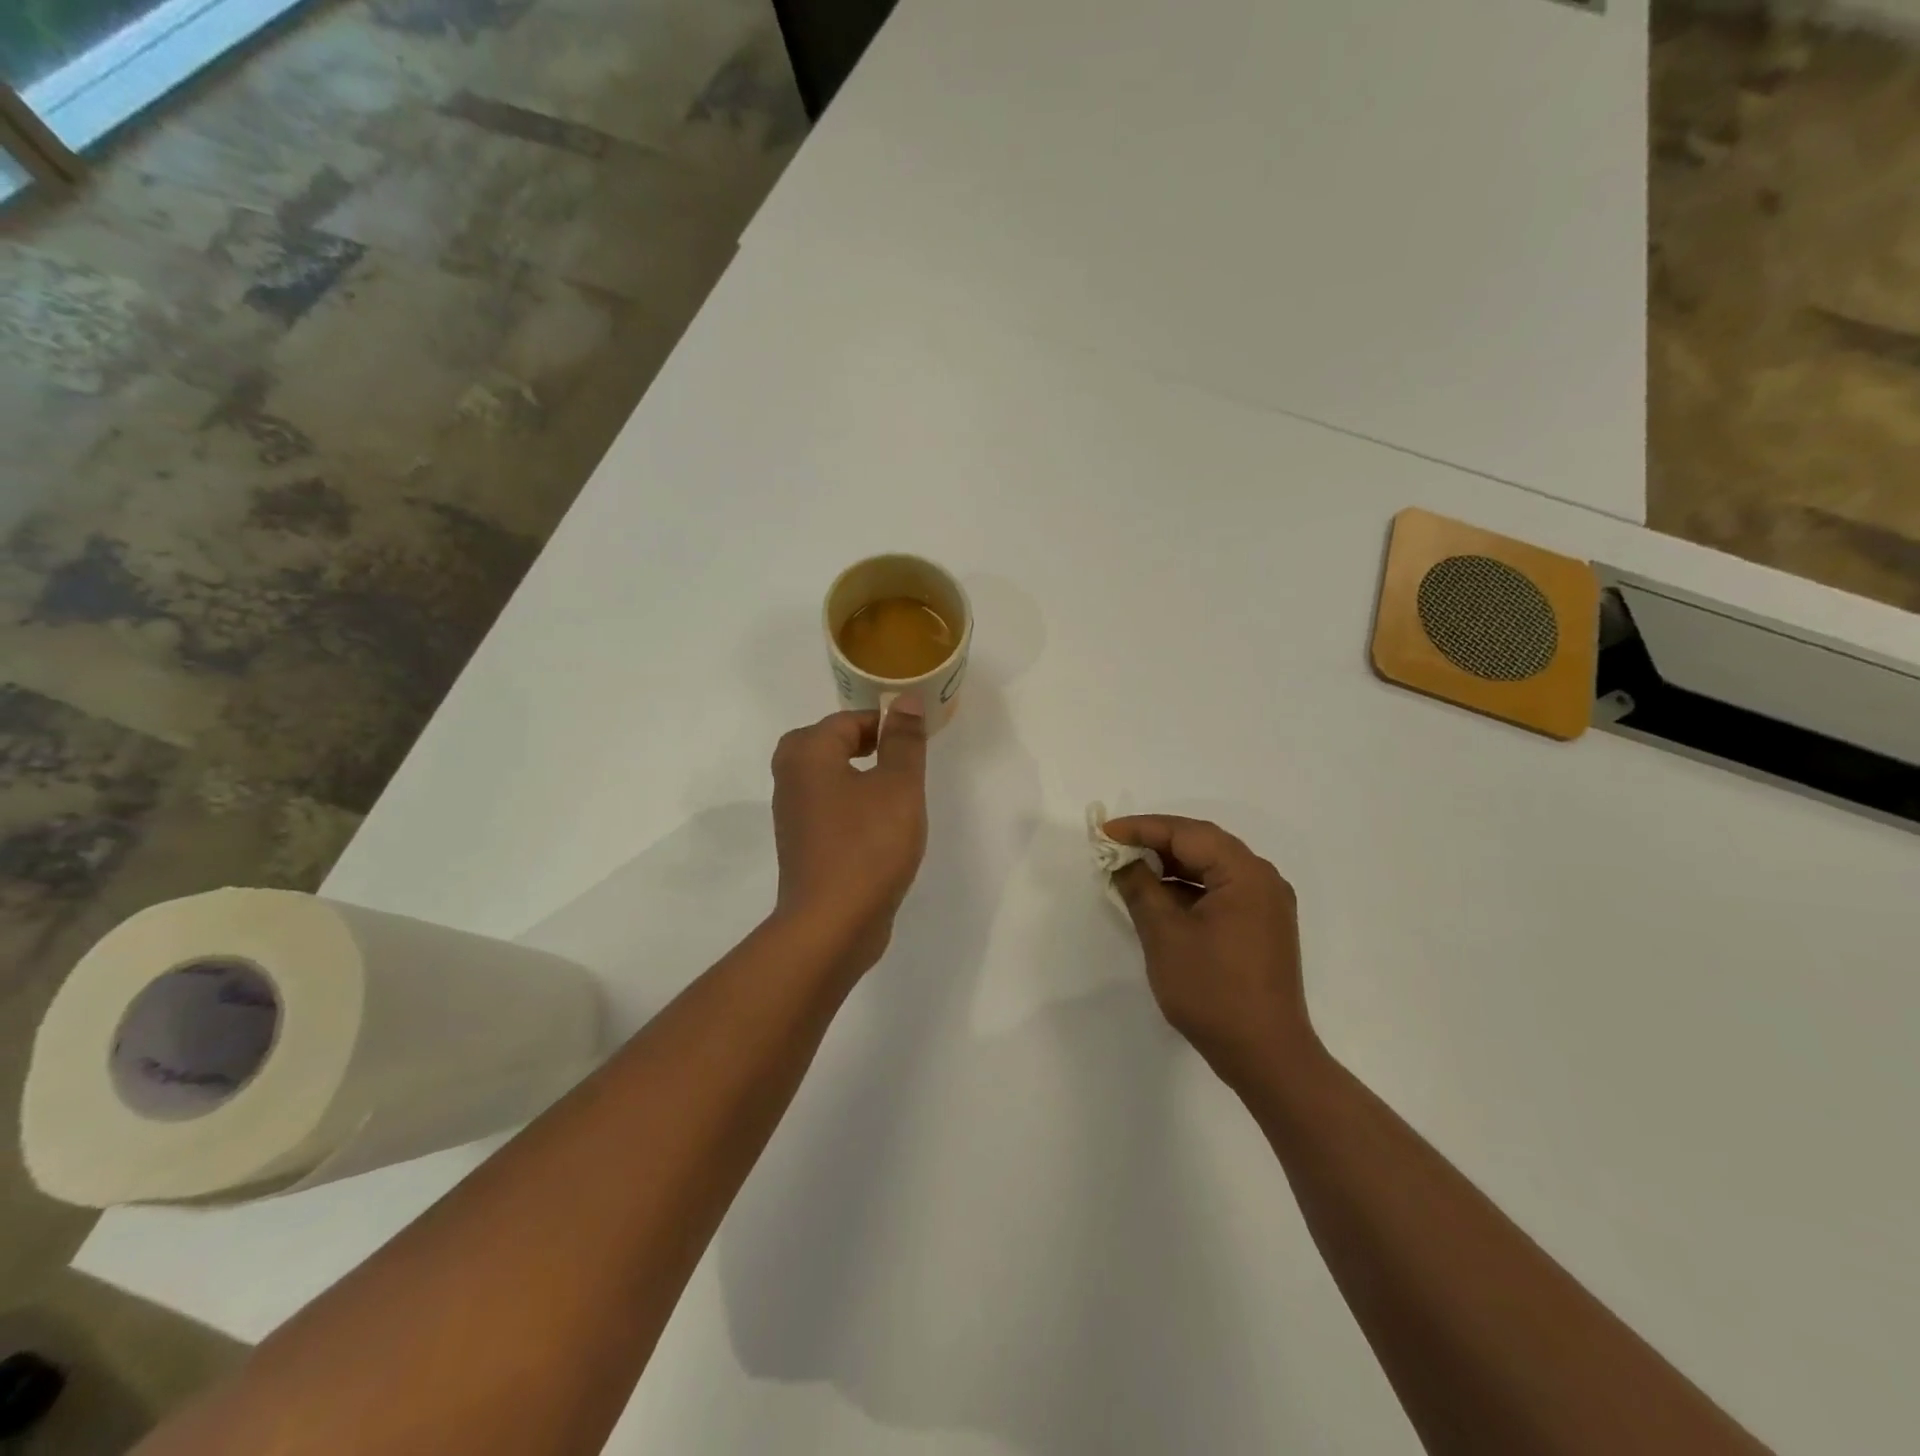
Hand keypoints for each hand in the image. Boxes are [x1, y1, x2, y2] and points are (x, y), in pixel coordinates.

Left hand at [770, 699, 929, 969]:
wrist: (832, 924)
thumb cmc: (868, 845)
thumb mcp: (899, 786)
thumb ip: (903, 740)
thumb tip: (903, 700)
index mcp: (808, 753)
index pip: (849, 719)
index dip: (886, 725)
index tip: (917, 743)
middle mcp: (790, 777)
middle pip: (831, 743)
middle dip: (868, 746)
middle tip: (904, 762)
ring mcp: (793, 814)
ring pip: (829, 777)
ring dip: (861, 777)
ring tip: (898, 794)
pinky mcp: (802, 844)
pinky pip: (829, 807)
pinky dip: (853, 805)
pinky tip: (880, 827)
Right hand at [1104, 815, 1316, 1085]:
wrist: (1266, 1055)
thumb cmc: (1212, 990)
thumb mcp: (1165, 935)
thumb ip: (1140, 888)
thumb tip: (1124, 861)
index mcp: (1245, 873)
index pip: (1187, 833)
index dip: (1142, 828)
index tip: (1104, 832)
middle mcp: (1263, 879)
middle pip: (1203, 844)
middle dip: (1157, 842)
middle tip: (1115, 846)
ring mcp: (1267, 904)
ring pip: (1212, 867)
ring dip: (1172, 866)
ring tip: (1132, 869)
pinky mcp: (1263, 927)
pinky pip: (1221, 890)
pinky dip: (1189, 888)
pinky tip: (1161, 898)